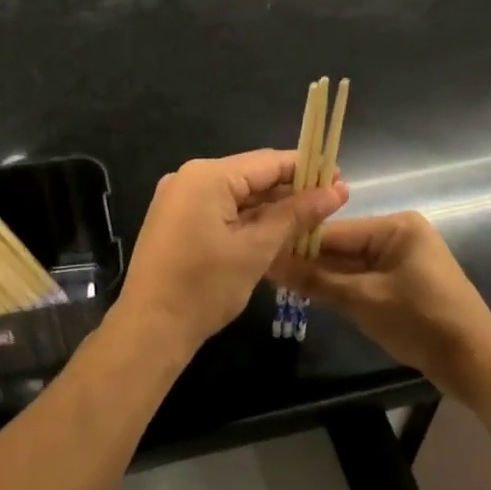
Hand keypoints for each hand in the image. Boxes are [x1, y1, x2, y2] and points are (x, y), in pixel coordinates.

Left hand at [116, 150, 347, 351]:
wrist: (150, 327)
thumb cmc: (205, 287)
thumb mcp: (256, 249)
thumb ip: (295, 215)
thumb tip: (335, 191)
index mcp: (207, 176)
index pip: (267, 162)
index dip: (306, 169)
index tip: (339, 178)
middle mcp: (189, 177)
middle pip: (250, 175)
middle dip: (290, 189)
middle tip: (332, 202)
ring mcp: (178, 198)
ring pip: (235, 194)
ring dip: (270, 206)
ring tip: (311, 218)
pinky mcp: (175, 220)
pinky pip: (218, 208)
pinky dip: (246, 218)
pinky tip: (275, 229)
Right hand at [269, 211, 490, 389]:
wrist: (476, 365)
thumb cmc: (421, 322)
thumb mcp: (363, 300)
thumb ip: (315, 280)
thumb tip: (269, 263)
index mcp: (396, 227)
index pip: (335, 232)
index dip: (298, 245)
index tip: (262, 254)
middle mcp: (399, 235)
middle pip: (342, 247)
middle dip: (309, 263)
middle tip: (268, 273)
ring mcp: (402, 260)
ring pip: (350, 266)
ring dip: (323, 278)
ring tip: (281, 284)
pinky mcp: (403, 284)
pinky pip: (363, 279)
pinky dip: (342, 289)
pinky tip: (312, 295)